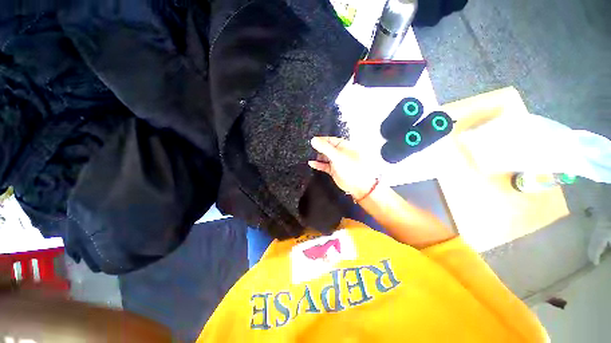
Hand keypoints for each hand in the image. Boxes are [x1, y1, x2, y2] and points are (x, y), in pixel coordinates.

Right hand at [308, 137, 378, 198]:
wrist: (358, 185)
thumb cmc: (352, 168)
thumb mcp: (337, 156)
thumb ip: (325, 148)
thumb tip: (313, 140)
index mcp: (344, 146)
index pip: (330, 140)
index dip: (321, 140)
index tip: (312, 140)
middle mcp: (340, 153)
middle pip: (327, 148)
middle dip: (318, 148)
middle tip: (309, 148)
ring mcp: (337, 162)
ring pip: (325, 157)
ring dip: (317, 156)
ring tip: (308, 155)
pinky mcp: (334, 170)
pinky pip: (324, 165)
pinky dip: (318, 164)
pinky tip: (312, 163)